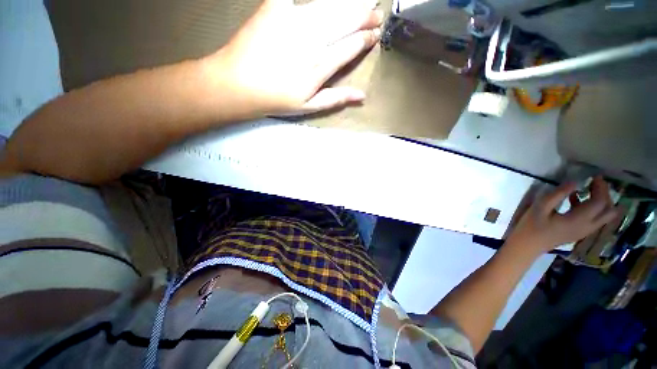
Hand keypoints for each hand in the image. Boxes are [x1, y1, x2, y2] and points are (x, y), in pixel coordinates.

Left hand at [205, 0, 382, 115]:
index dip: (365, 39)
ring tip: (363, 1)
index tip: (375, 34)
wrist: (238, 84)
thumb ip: (336, 99)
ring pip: (329, 7)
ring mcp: (294, 21)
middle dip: (364, 16)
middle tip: (376, 12)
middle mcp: (312, 41)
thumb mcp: (309, 106)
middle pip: (345, 22)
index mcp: (320, 67)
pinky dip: (319, 0)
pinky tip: (330, 1)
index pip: (350, 47)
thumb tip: (362, 96)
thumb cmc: (277, 99)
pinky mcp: (276, 7)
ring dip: (349, 3)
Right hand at [506, 177, 621, 254]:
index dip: (600, 188)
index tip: (594, 176)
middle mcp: (587, 226)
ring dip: (601, 201)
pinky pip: (595, 219)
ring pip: (604, 216)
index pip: (600, 203)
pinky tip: (576, 200)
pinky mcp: (579, 232)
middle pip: (608, 210)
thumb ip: (558, 194)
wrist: (528, 245)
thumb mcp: (540, 207)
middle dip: (606, 195)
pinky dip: (593, 208)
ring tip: (588, 189)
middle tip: (595, 183)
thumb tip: (575, 182)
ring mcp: (584, 231)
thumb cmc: (531, 225)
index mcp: (579, 220)